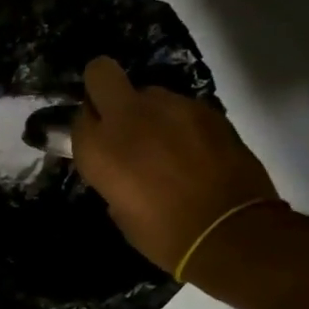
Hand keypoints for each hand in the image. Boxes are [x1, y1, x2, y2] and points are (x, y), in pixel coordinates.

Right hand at [69, 55, 280, 274]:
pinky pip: (181, 108)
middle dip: (103, 88)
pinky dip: (181, 123)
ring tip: (165, 144)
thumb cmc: (162, 234)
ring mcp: (170, 107)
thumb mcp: (119, 208)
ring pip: (147, 93)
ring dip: (149, 112)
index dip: (89, 128)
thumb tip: (120, 166)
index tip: (98, 143)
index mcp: (98, 147)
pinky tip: (193, 151)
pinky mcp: (206, 109)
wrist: (229, 232)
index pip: (79, 117)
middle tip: (117, 116)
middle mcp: (127, 117)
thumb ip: (112, 174)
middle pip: (101, 74)